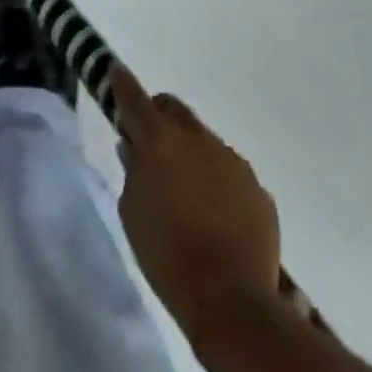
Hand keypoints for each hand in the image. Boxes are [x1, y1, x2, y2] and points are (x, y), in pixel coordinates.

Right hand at [113, 64, 282, 349]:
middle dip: (158, 116)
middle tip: (148, 144)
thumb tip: (135, 149)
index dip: (121, 83)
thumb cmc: (166, 256)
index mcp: (160, 140)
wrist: (231, 301)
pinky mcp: (257, 188)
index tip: (114, 71)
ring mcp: (232, 160)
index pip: (134, 98)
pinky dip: (215, 181)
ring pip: (203, 140)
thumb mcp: (131, 212)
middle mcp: (198, 138)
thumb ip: (132, 171)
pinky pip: (229, 172)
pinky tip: (214, 216)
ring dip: (189, 152)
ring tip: (185, 192)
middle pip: (173, 109)